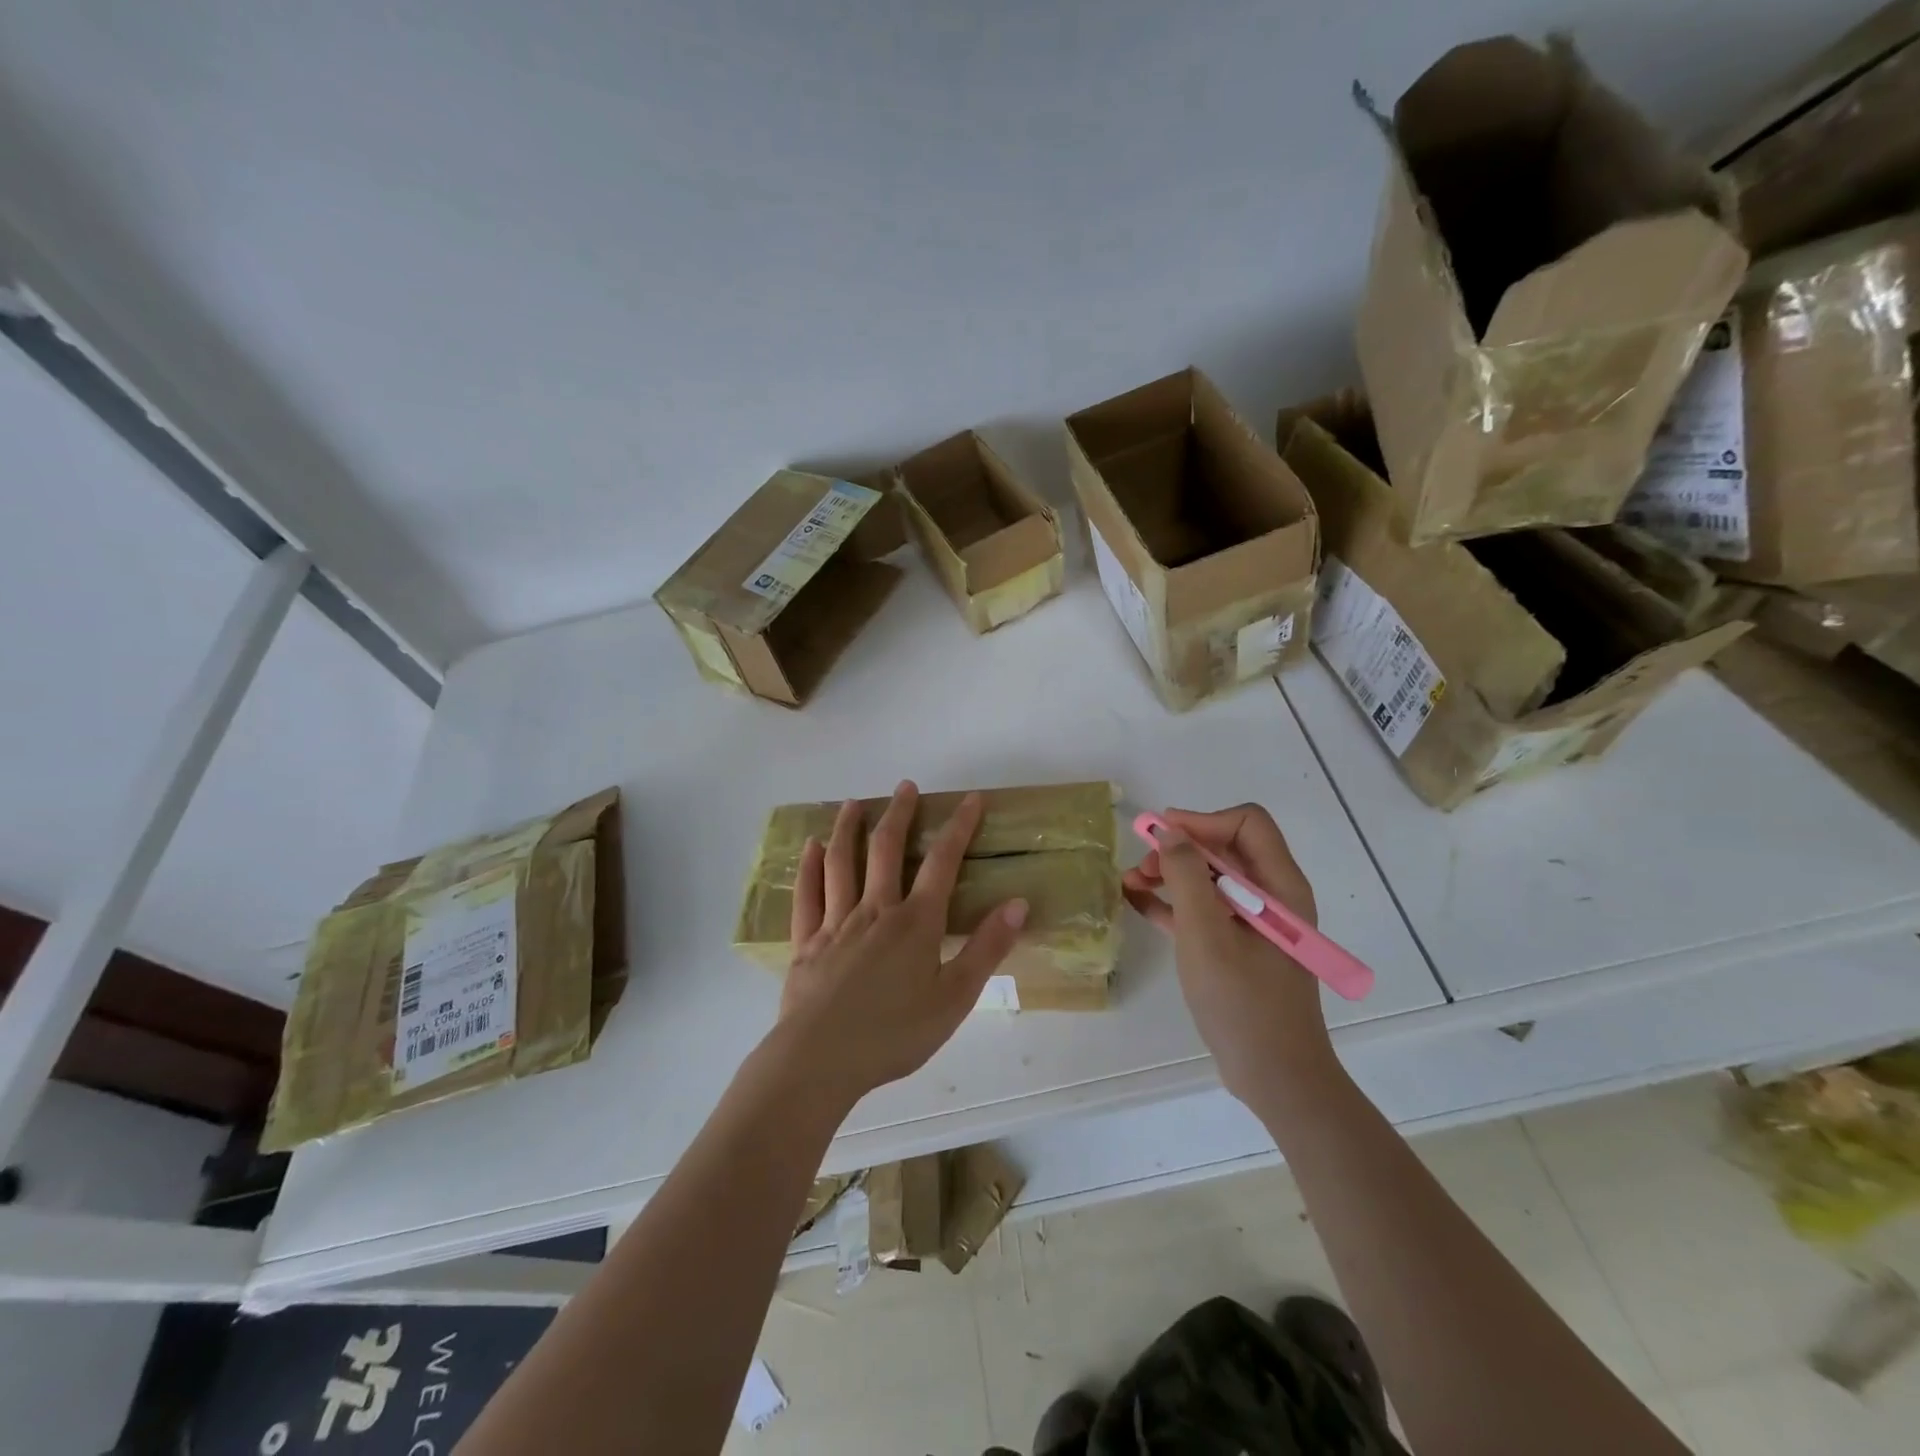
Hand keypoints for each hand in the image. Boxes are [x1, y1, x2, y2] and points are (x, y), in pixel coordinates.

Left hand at [772, 781, 1027, 1107]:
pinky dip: (809, 868)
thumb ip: (986, 949)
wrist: (821, 1060)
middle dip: (900, 815)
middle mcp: (875, 910)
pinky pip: (808, 895)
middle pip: (887, 851)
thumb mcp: (955, 998)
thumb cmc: (895, 1034)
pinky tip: (811, 848)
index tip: (970, 800)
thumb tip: (1019, 903)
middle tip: (906, 786)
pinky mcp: (807, 942)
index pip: (943, 863)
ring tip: (854, 804)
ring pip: (842, 863)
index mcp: (916, 923)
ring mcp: (836, 923)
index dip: (959, 828)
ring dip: (849, 829)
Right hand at [1122, 804, 1338, 1106]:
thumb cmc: (1243, 1002)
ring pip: (1210, 879)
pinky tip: (1137, 901)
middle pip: (1225, 848)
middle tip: (1142, 865)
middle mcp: (1272, 897)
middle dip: (1179, 848)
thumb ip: (1187, 876)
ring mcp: (1255, 923)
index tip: (1162, 834)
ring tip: (1131, 882)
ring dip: (1171, 874)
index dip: (1202, 821)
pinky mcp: (1238, 947)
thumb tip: (1169, 831)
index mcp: (1279, 886)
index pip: (1246, 823)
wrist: (1274, 1077)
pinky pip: (1204, 910)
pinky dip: (1173, 902)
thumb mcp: (1206, 935)